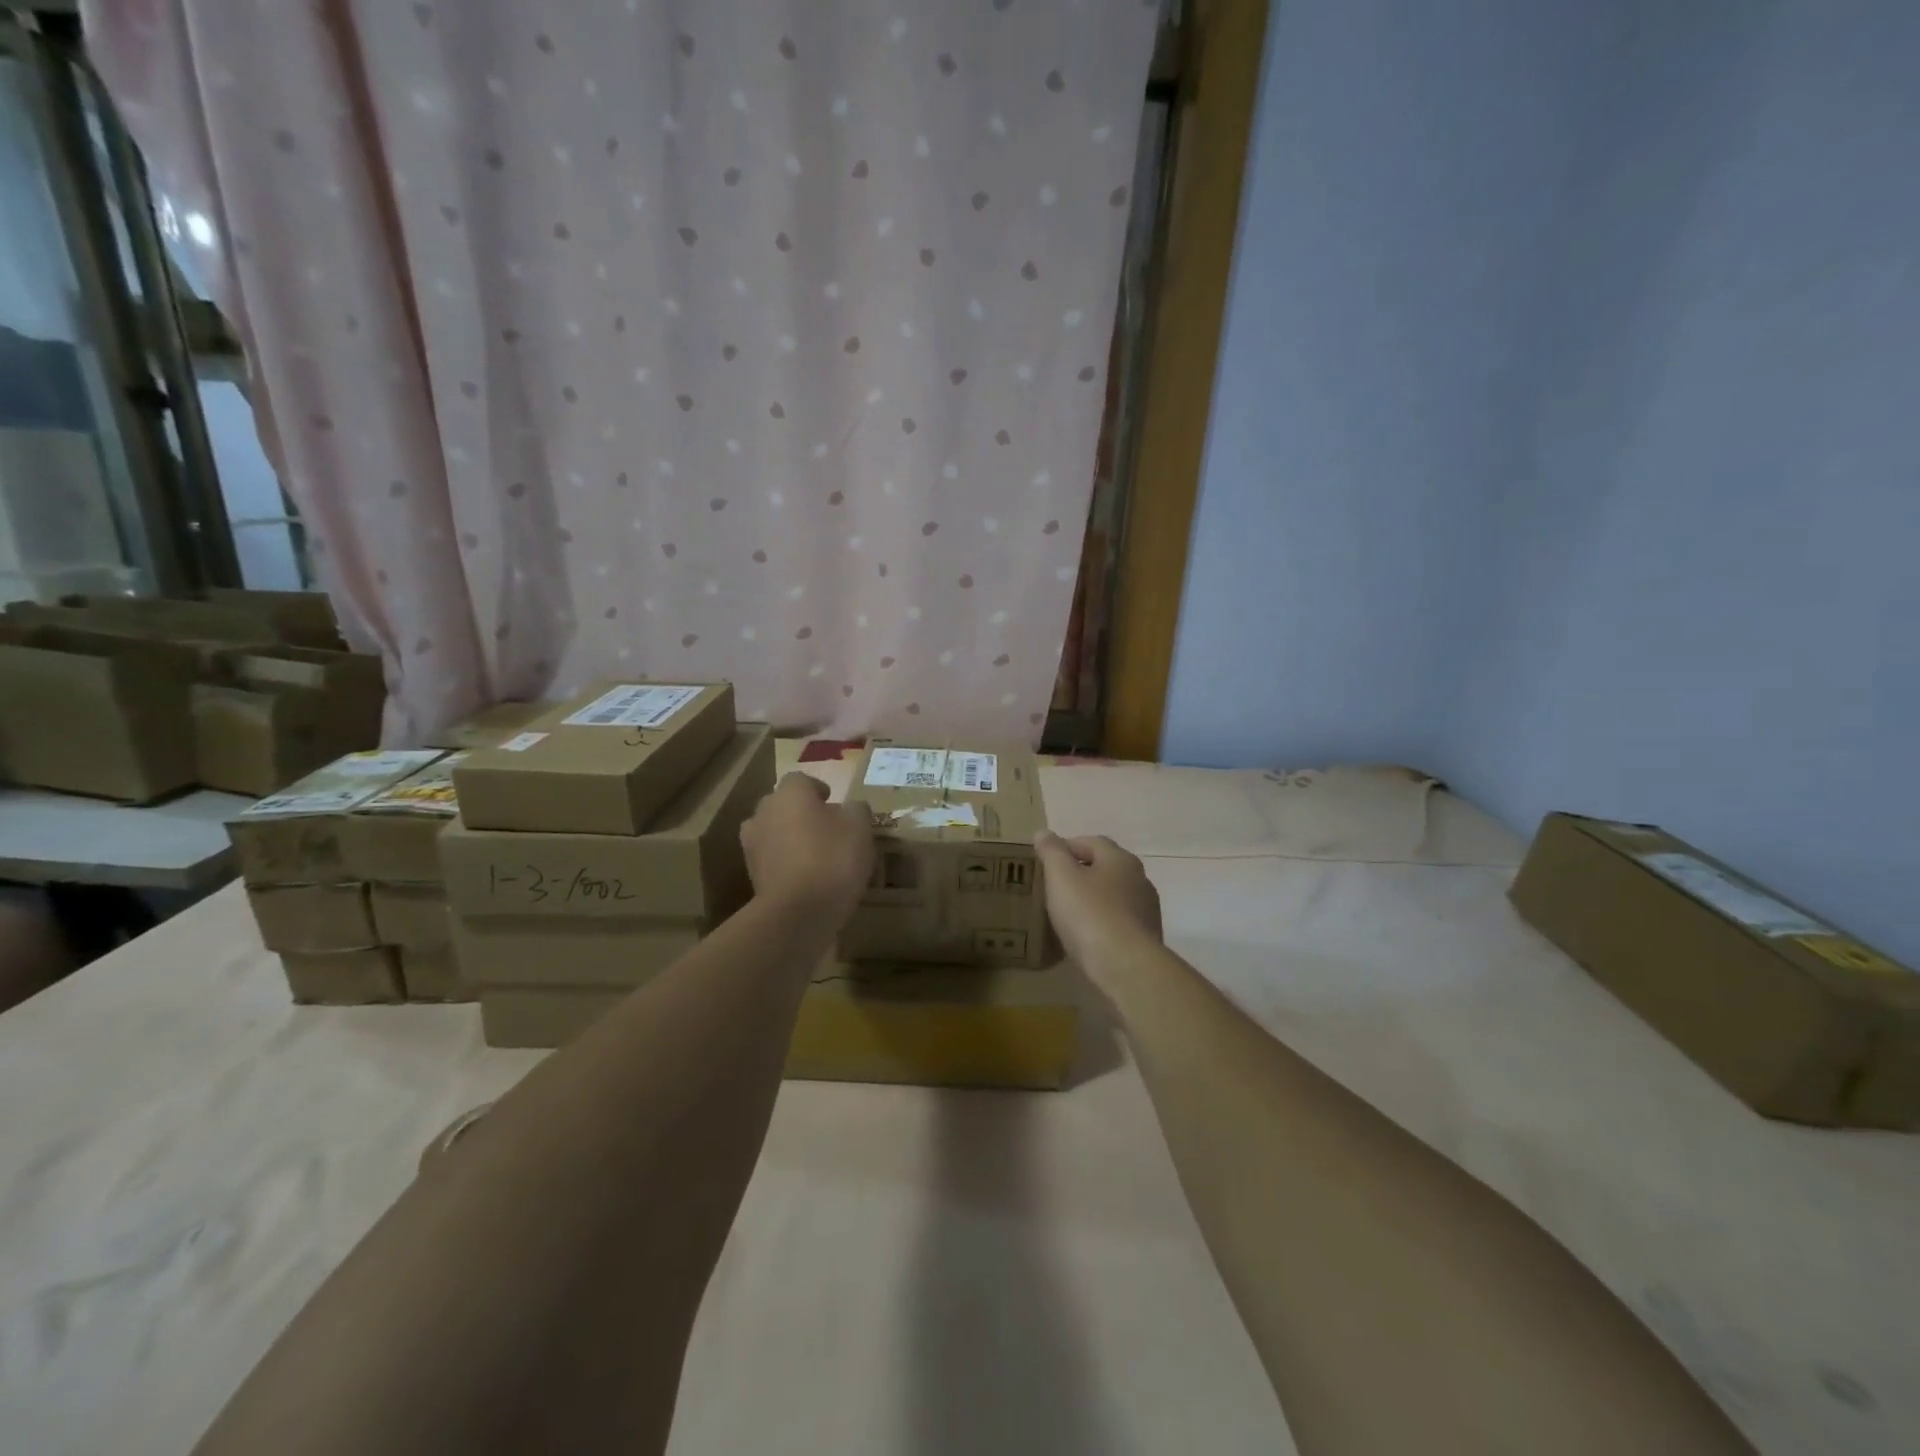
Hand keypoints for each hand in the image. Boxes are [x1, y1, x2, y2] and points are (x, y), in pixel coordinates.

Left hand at [740, 773, 874, 920]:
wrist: (797, 913)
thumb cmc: (832, 859)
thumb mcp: (860, 828)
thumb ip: (857, 809)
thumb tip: (851, 807)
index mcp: (790, 793)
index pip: (800, 780)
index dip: (817, 789)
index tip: (833, 803)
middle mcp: (764, 812)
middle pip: (782, 804)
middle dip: (800, 812)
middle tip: (825, 828)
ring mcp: (752, 844)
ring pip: (773, 831)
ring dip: (788, 837)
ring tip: (813, 854)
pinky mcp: (750, 874)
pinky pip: (770, 859)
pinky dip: (783, 862)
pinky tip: (804, 877)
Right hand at [1034, 832, 1162, 964]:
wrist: (1126, 967)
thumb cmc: (1090, 914)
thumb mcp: (1061, 877)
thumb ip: (1052, 852)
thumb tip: (1043, 833)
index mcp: (1120, 859)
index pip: (1091, 841)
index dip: (1066, 847)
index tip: (1045, 862)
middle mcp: (1139, 879)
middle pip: (1105, 868)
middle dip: (1080, 873)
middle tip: (1053, 887)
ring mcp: (1146, 910)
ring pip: (1113, 896)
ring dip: (1092, 900)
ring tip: (1067, 914)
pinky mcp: (1146, 938)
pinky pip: (1118, 922)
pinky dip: (1102, 923)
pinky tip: (1086, 938)